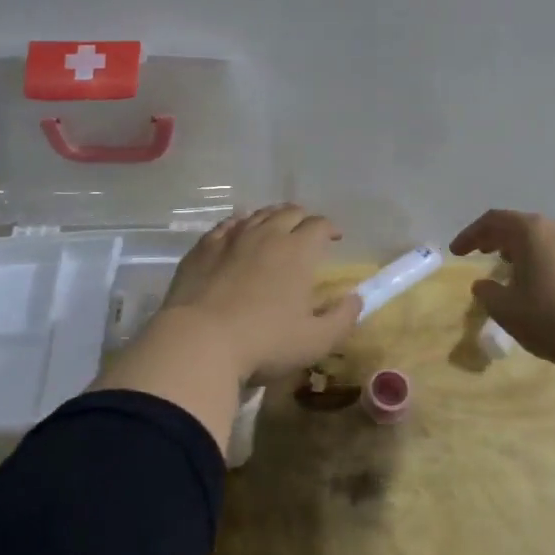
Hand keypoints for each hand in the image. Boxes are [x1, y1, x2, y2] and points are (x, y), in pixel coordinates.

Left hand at [151, 203, 362, 385]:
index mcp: (298, 251)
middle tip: (306, 232)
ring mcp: (232, 237)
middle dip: (303, 218)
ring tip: (275, 228)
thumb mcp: (316, 341)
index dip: (330, 229)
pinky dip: (238, 224)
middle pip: (289, 212)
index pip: (319, 225)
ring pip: (257, 214)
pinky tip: (237, 232)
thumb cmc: (265, 342)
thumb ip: (342, 318)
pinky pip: (226, 225)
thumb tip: (355, 299)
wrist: (199, 341)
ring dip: (272, 218)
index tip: (334, 239)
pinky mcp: (203, 248)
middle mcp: (267, 234)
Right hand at [450, 209, 554, 381]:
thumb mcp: (506, 309)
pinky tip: (533, 279)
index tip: (456, 252)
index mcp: (532, 230)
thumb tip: (483, 284)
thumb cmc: (550, 319)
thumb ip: (487, 292)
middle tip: (477, 252)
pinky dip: (538, 257)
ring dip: (518, 248)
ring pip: (540, 237)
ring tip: (503, 265)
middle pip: (518, 224)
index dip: (470, 235)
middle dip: (494, 237)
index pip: (493, 221)